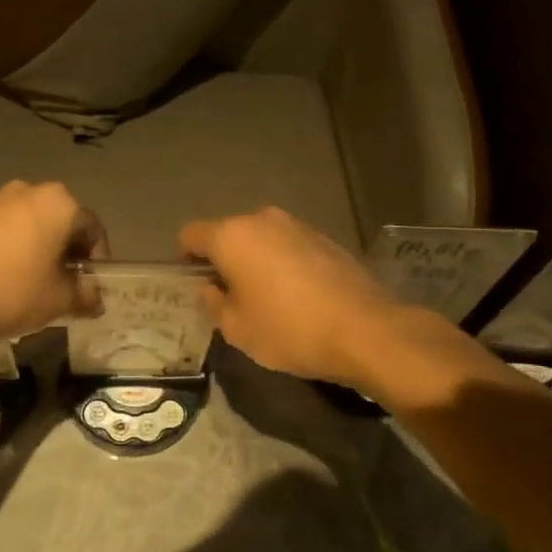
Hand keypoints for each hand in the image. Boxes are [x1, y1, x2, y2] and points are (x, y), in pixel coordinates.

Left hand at [0, 180, 108, 340]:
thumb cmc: (11, 290)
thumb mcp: (59, 300)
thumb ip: (84, 295)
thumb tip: (94, 299)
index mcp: (59, 202)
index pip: (93, 230)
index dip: (97, 262)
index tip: (90, 289)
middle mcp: (28, 191)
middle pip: (61, 224)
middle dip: (66, 255)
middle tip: (65, 288)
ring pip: (31, 227)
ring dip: (39, 252)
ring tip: (34, 287)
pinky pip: (3, 233)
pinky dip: (12, 252)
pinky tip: (5, 281)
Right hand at [178, 207, 408, 387]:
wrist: (365, 330)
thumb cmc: (289, 331)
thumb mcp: (237, 329)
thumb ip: (213, 303)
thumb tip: (209, 288)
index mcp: (232, 236)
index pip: (190, 235)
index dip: (186, 260)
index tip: (196, 287)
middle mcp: (263, 220)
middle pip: (228, 234)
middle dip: (224, 260)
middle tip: (231, 298)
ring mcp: (298, 225)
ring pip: (262, 239)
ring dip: (256, 261)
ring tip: (267, 299)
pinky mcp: (326, 238)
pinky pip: (290, 247)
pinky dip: (284, 264)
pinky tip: (298, 296)